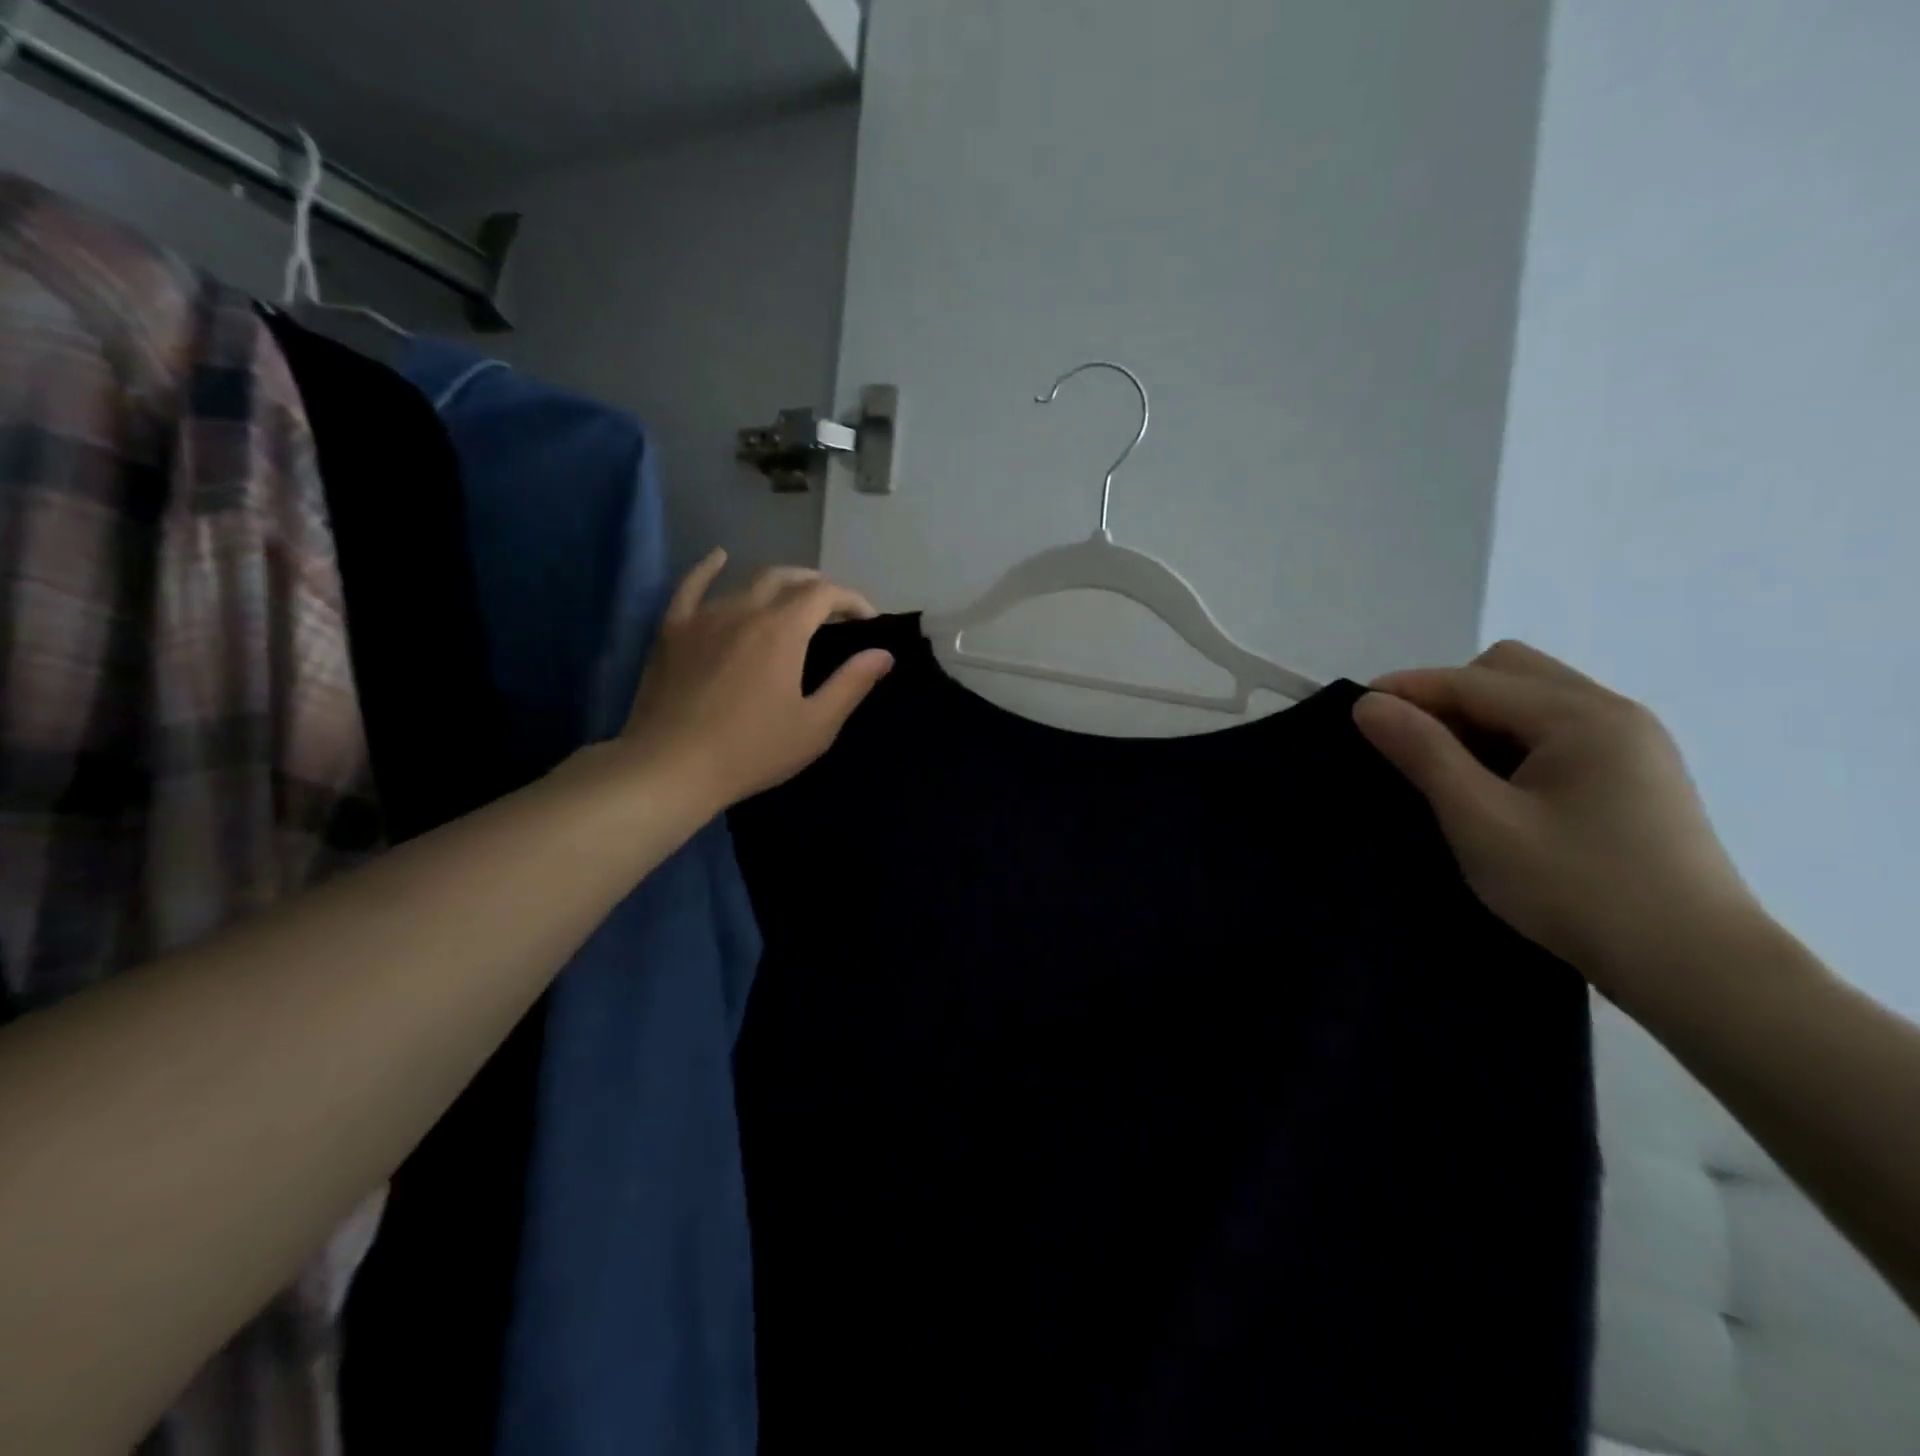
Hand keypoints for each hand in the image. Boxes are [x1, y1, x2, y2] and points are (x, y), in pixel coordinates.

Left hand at [621, 551, 893, 806]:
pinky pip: (691, 586)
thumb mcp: (815, 725)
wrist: (671, 767)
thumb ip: (851, 684)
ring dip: (778, 583)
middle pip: (788, 579)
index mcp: (783, 630)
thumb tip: (883, 653)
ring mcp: (704, 616)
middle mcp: (745, 610)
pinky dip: (709, 568)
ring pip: (747, 582)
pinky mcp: (673, 630)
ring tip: (793, 597)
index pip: (825, 594)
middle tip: (834, 610)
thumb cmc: (752, 751)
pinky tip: (719, 557)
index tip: (868, 620)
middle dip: (818, 587)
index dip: (852, 600)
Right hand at [1352, 640, 1763, 1015]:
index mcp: (1582, 717)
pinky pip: (1556, 730)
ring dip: (1480, 719)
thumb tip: (1370, 704)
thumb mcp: (1481, 821)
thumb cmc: (1577, 890)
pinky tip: (1498, 787)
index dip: (1407, 689)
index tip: (1355, 712)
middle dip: (1449, 696)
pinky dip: (1512, 741)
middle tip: (1413, 746)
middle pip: (1509, 671)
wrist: (1697, 969)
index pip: (1473, 680)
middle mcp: (1614, 713)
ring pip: (1533, 699)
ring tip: (1450, 771)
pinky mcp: (1635, 774)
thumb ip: (1424, 754)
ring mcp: (1632, 743)